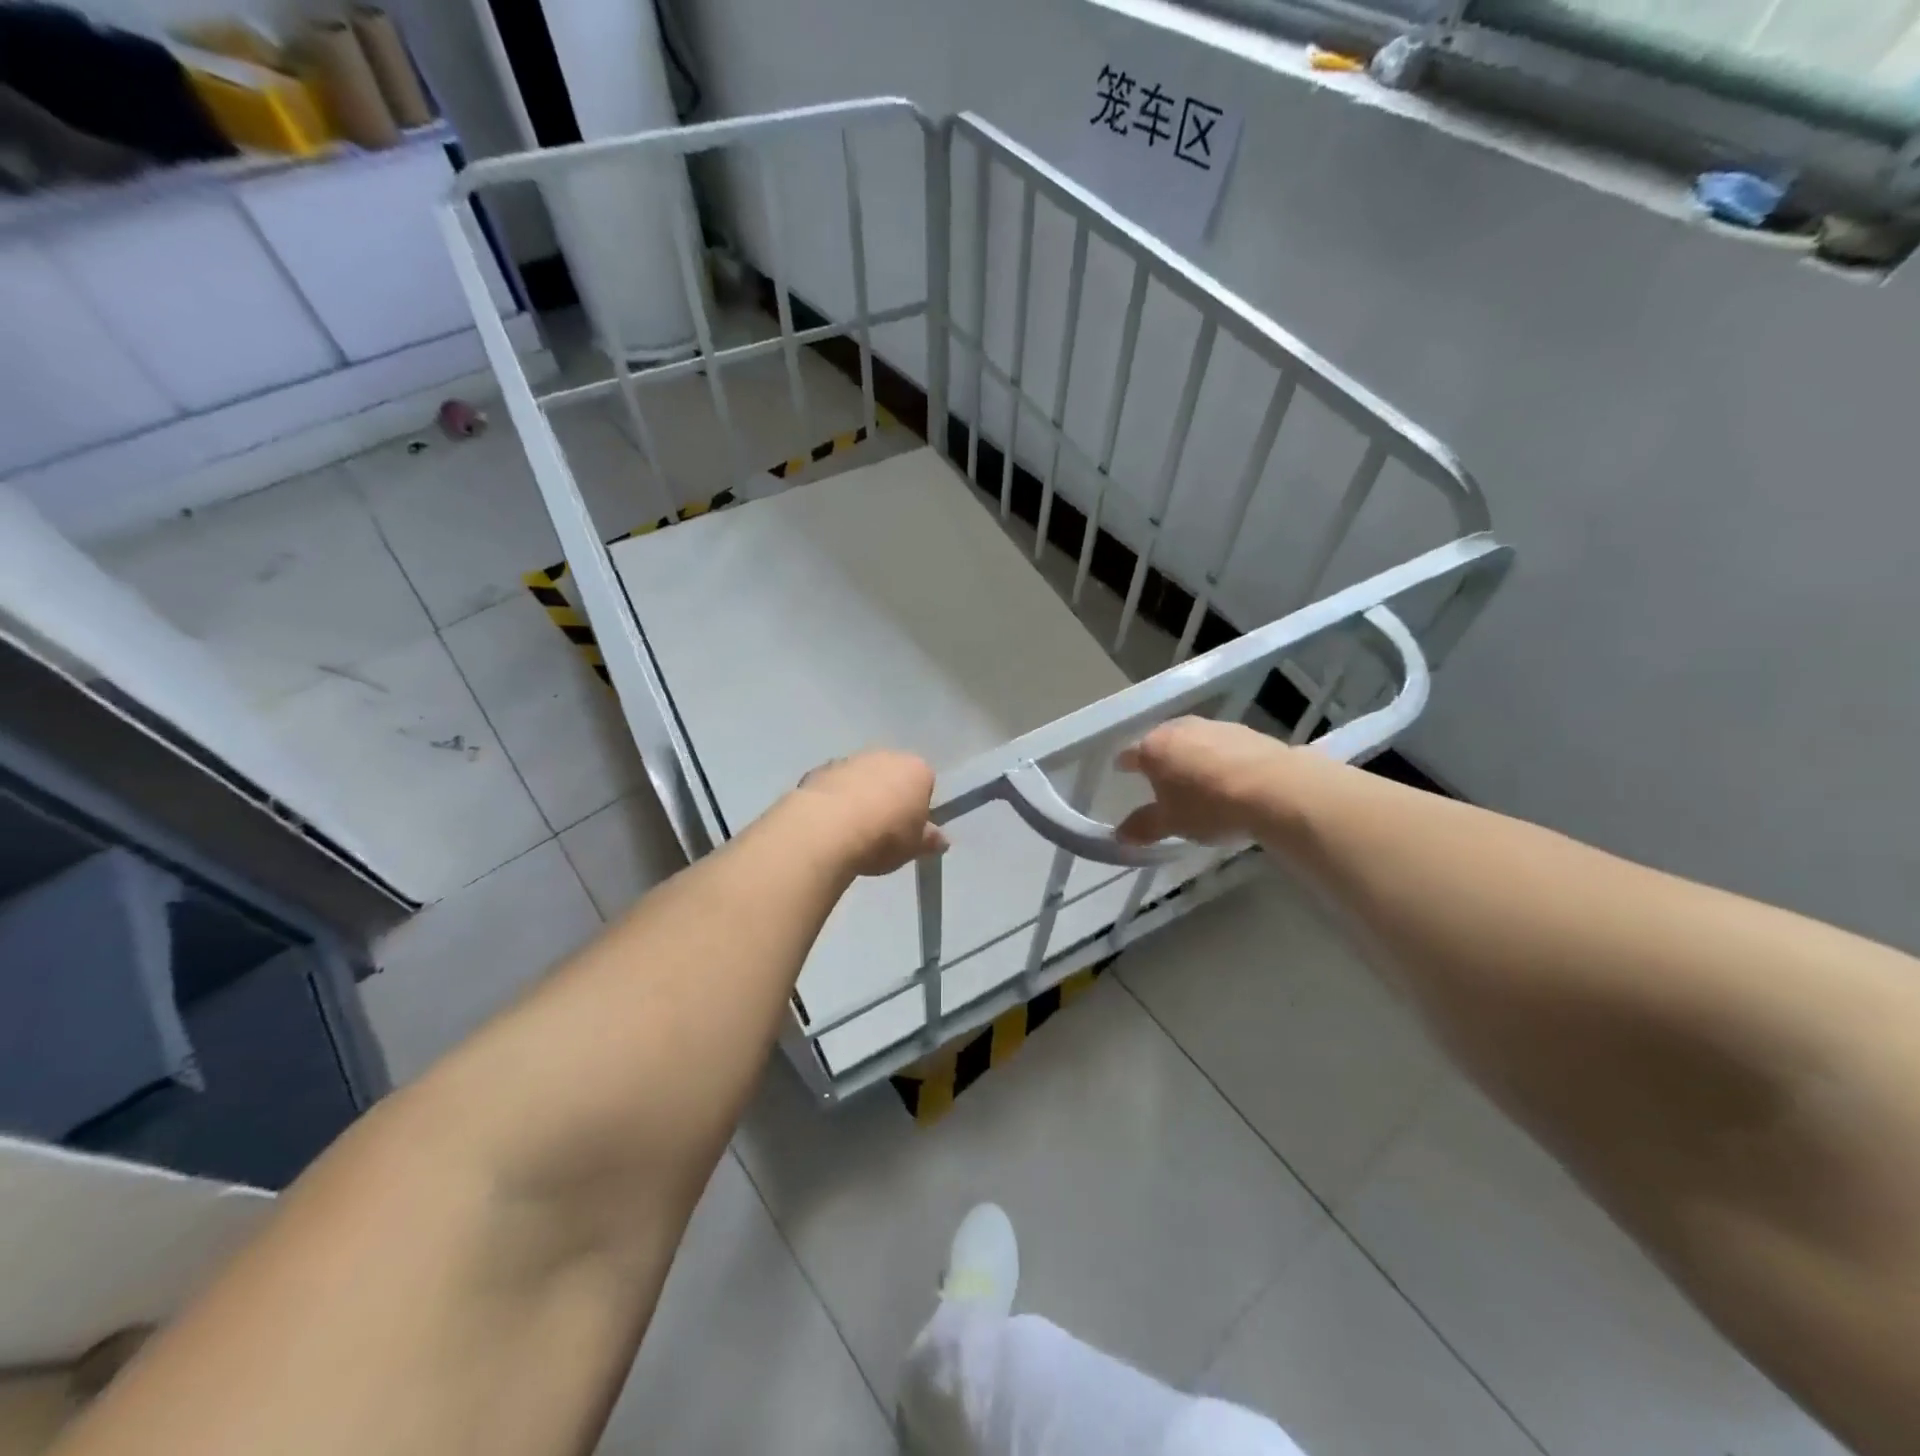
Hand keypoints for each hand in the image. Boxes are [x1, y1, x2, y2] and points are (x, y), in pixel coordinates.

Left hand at [795, 751, 947, 876]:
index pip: (925, 783)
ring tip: (851, 830)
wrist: (827, 828)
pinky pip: (834, 784)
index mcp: (917, 769)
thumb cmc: (884, 836)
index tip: (909, 829)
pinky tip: (829, 824)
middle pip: (892, 775)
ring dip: (859, 795)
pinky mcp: (820, 769)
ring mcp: (851, 759)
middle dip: (888, 796)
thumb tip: (941, 840)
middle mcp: (885, 755)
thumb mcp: (914, 847)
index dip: (918, 807)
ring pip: (861, 777)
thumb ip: (929, 840)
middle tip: (881, 830)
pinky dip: (834, 798)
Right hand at [1114, 717, 1287, 844]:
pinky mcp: (1244, 731)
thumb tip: (1120, 835)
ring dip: (1190, 755)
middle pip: (1161, 742)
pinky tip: (1227, 776)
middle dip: (1159, 758)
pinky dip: (1217, 757)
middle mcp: (1179, 729)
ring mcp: (1213, 726)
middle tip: (1160, 778)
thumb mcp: (1172, 824)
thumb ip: (1144, 827)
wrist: (1276, 789)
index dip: (1124, 765)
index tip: (1122, 772)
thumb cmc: (1210, 806)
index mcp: (1153, 749)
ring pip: (1192, 740)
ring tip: (1196, 779)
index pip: (1129, 754)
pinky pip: (1220, 744)